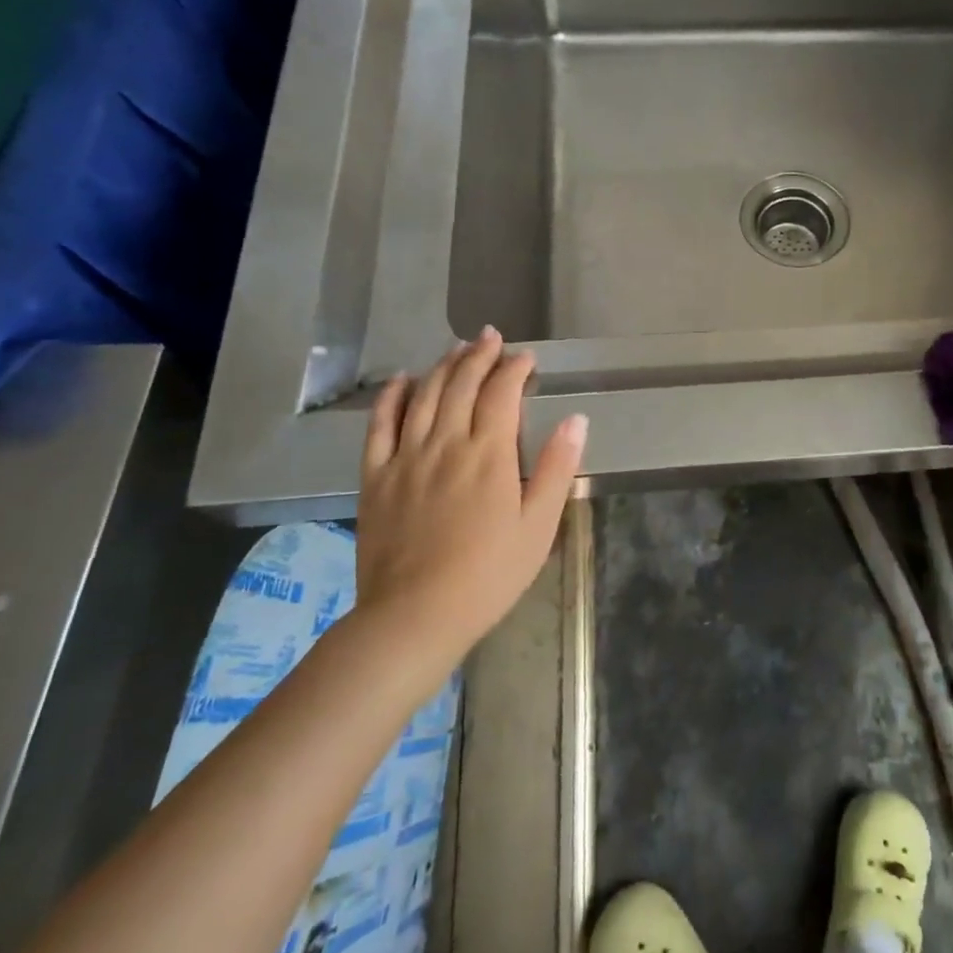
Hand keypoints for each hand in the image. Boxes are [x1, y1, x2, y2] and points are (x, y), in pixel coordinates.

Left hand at [352, 327, 586, 685]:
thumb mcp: (539, 525)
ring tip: (456, 348)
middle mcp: (446, 443)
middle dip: (479, 356)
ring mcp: (406, 458)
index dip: (515, 369)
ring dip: (443, 366)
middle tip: (491, 336)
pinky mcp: (376, 477)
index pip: (502, 394)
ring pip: (425, 396)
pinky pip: (380, 426)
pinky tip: (402, 381)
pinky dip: (392, 397)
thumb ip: (556, 468)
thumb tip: (576, 419)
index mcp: (489, 454)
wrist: (415, 615)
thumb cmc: (489, 574)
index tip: (526, 358)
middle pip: (462, 385)